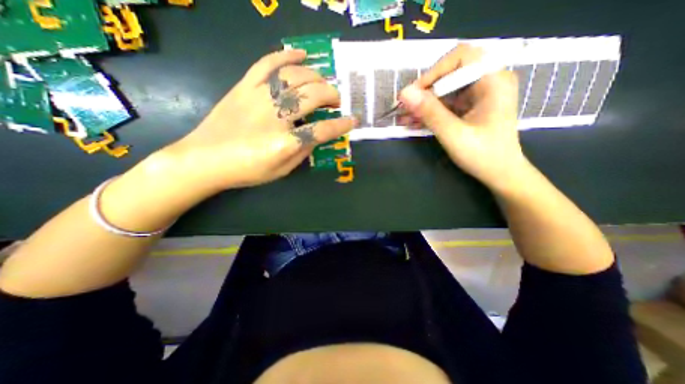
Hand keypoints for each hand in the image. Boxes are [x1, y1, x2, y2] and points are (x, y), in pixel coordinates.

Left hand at [161, 49, 352, 193]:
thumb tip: (317, 135)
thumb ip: (303, 152)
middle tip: (337, 101)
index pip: (322, 130)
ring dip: (316, 77)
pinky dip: (287, 56)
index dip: (341, 125)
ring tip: (323, 83)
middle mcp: (274, 116)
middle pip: (312, 96)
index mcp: (285, 143)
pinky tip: (301, 54)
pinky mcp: (244, 86)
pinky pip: (268, 63)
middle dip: (331, 96)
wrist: (204, 159)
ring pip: (295, 76)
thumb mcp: (281, 170)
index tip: (353, 121)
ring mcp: (258, 97)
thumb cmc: (246, 170)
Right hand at [399, 43, 525, 191]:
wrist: (500, 173)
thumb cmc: (483, 155)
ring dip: (423, 104)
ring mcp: (478, 95)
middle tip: (403, 108)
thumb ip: (430, 112)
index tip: (413, 94)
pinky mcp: (469, 108)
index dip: (433, 72)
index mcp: (493, 80)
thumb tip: (404, 94)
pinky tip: (414, 122)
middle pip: (449, 75)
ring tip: (403, 117)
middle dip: (424, 92)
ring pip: (444, 90)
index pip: (460, 57)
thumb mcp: (454, 134)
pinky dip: (430, 112)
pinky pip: (445, 104)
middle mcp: (487, 81)